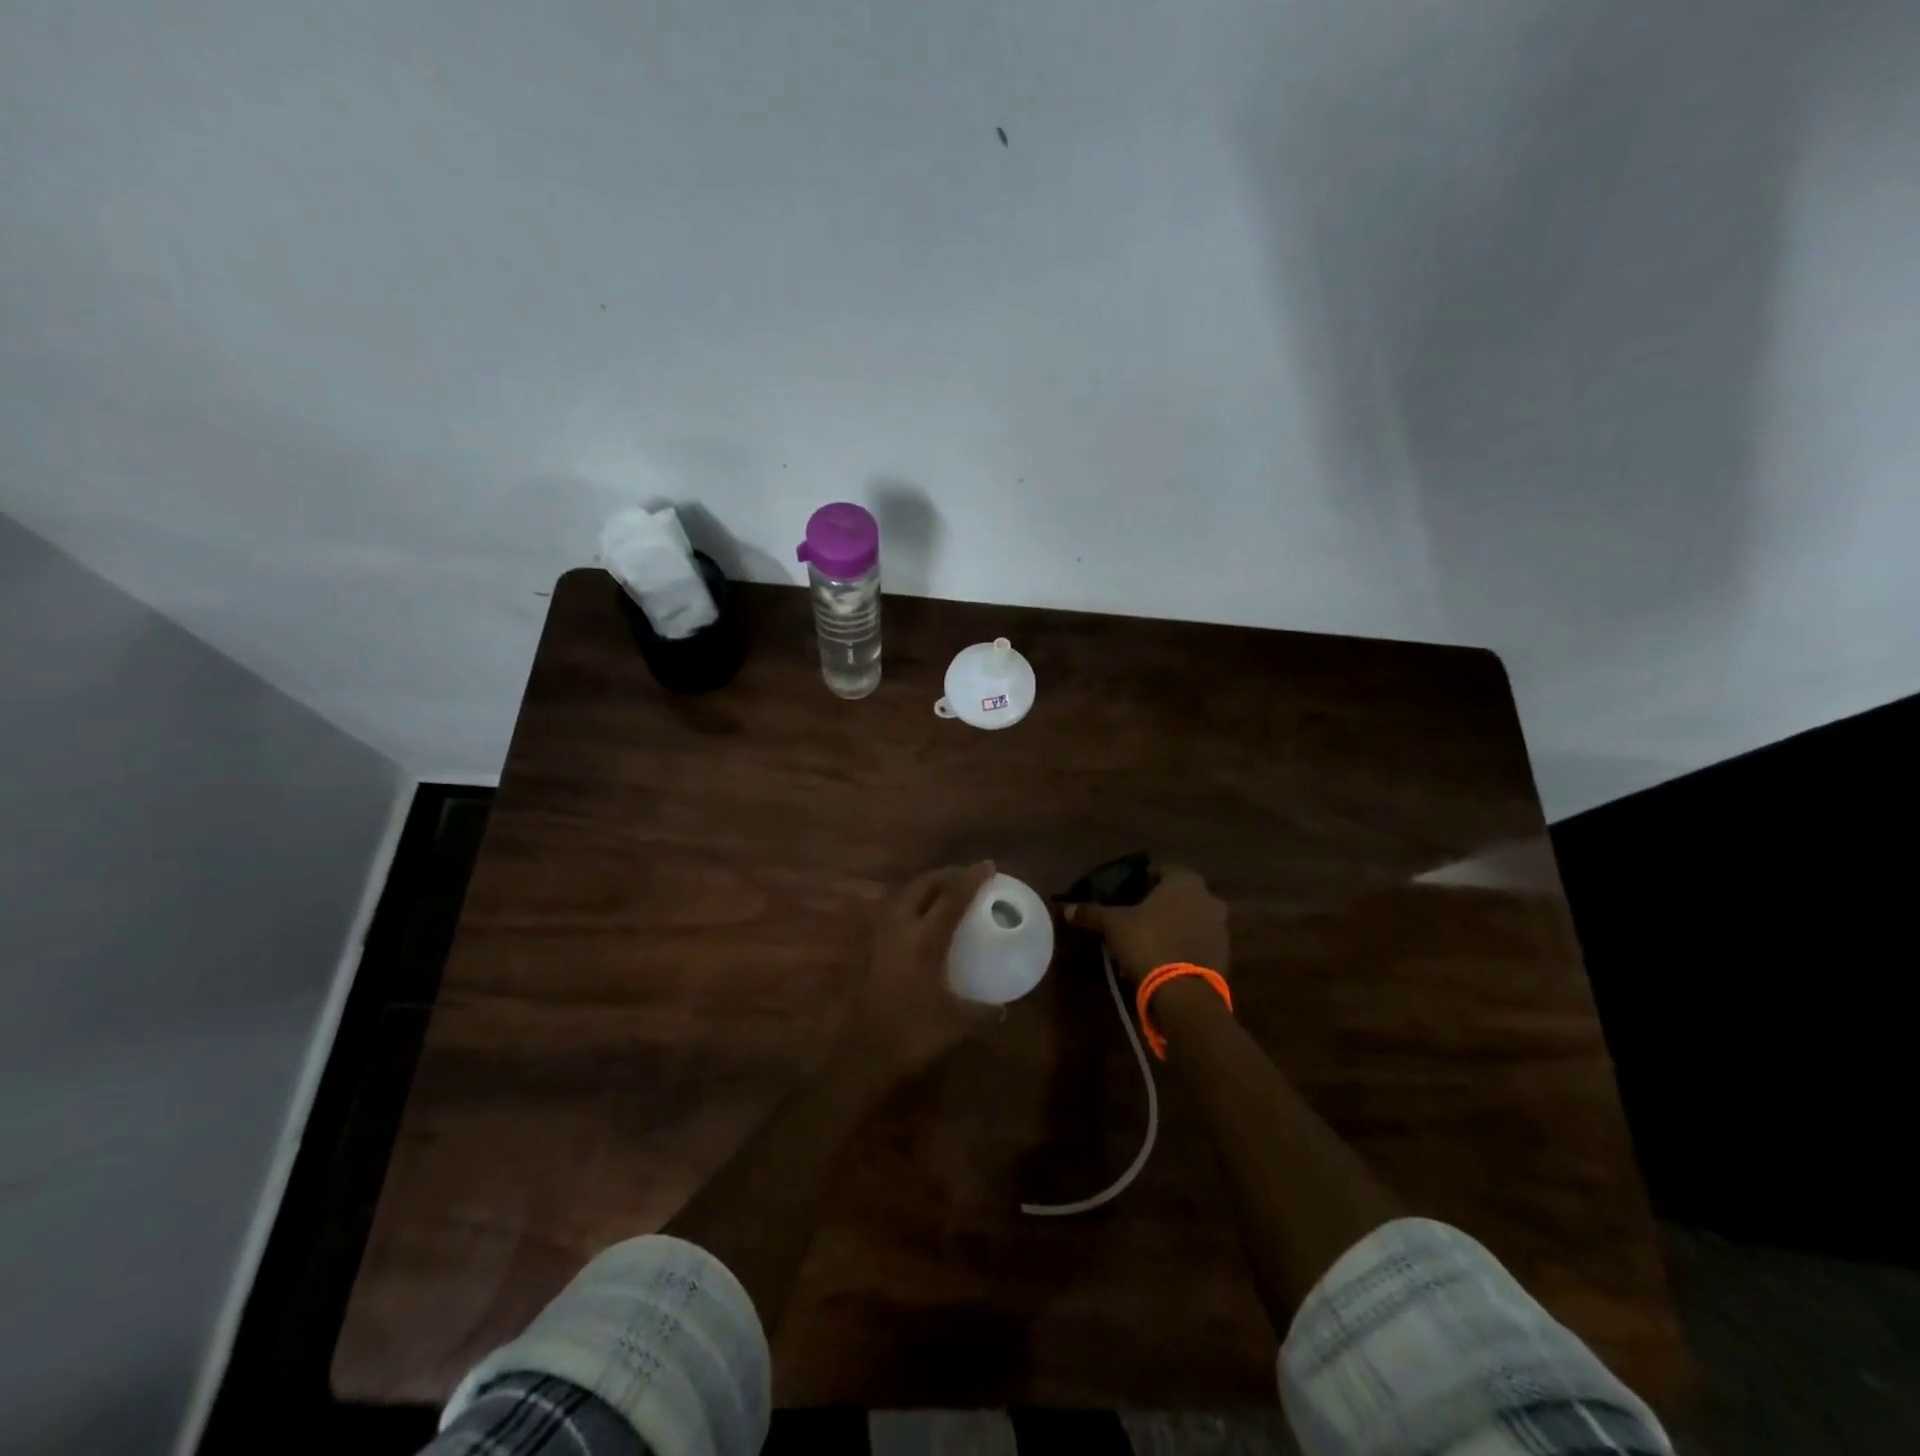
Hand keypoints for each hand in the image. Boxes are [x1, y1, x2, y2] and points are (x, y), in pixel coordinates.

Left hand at [841, 861, 997, 1079]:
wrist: (860, 1053)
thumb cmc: (911, 1033)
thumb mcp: (956, 1024)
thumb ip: (982, 1011)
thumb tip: (1001, 1007)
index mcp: (925, 940)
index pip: (953, 897)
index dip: (972, 878)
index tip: (988, 866)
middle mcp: (900, 927)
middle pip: (924, 885)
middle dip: (946, 874)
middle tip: (966, 876)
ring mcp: (878, 935)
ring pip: (904, 894)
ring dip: (926, 886)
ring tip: (944, 892)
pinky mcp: (866, 947)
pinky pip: (892, 911)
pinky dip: (910, 904)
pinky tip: (918, 920)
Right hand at [1065, 863, 1229, 984]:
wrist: (1184, 993)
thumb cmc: (1148, 943)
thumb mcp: (1113, 925)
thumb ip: (1091, 913)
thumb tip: (1067, 908)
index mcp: (1185, 881)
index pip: (1161, 870)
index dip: (1142, 881)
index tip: (1126, 895)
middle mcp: (1208, 898)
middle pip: (1177, 896)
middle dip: (1157, 906)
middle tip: (1134, 920)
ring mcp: (1220, 928)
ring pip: (1188, 920)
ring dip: (1170, 928)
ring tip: (1145, 946)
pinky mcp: (1223, 955)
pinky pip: (1197, 943)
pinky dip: (1182, 947)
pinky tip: (1161, 962)